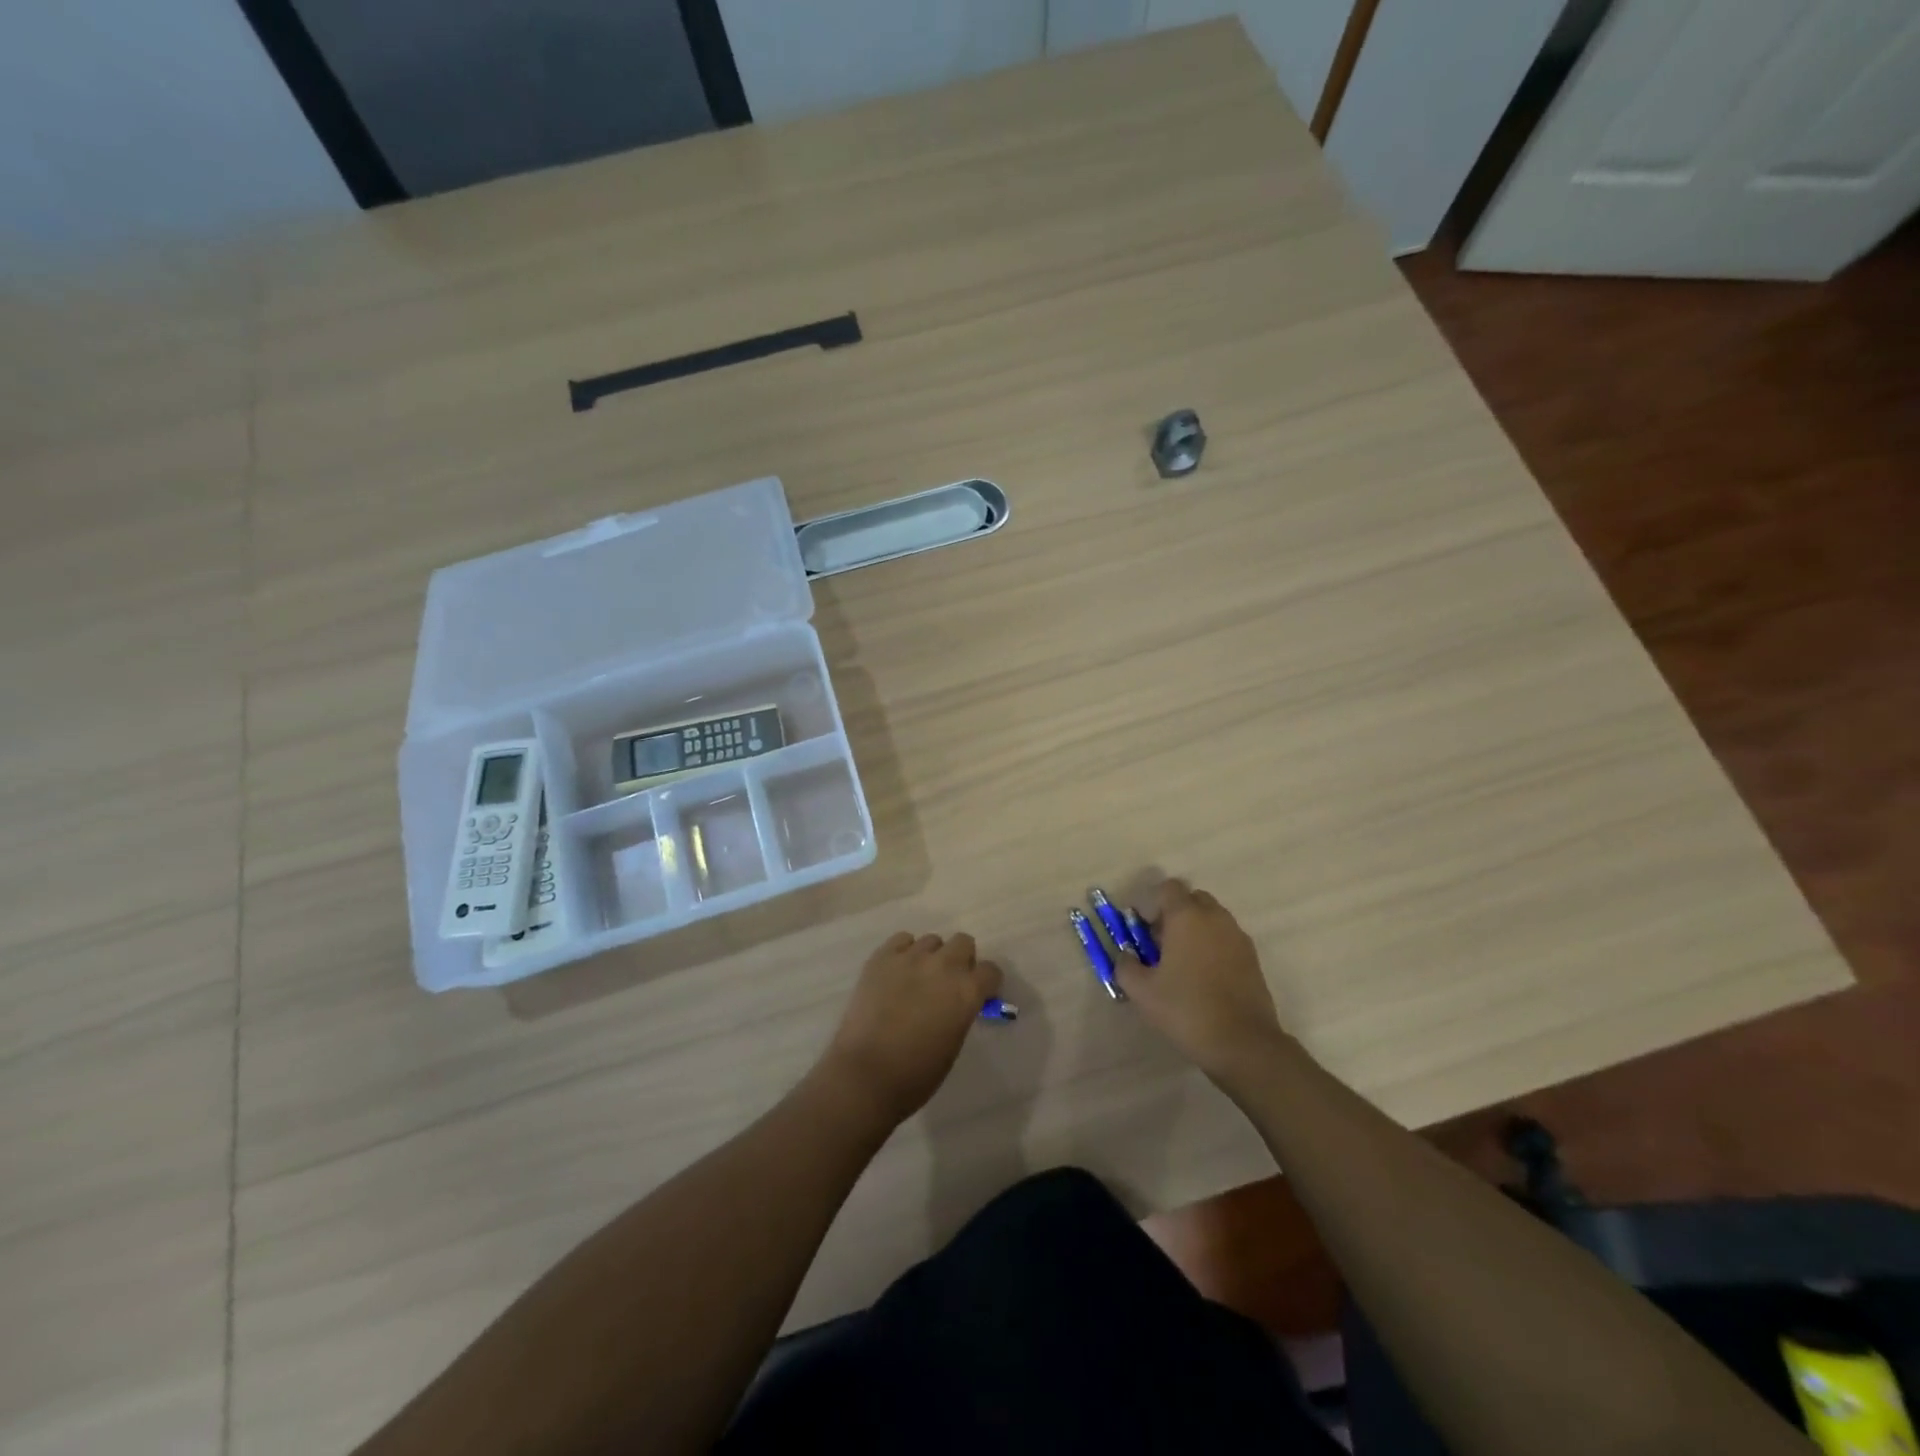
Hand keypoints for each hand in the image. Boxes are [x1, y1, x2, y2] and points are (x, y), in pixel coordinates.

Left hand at [822, 932, 1003, 1124]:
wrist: (865, 1074)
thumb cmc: (916, 1074)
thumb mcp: (953, 1044)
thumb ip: (960, 1013)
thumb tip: (956, 1003)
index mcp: (967, 991)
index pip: (991, 971)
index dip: (986, 983)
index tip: (979, 994)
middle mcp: (944, 965)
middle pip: (963, 942)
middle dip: (961, 959)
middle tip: (948, 982)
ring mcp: (911, 957)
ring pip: (932, 940)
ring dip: (931, 956)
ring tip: (917, 978)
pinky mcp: (882, 957)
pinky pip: (901, 940)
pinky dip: (904, 951)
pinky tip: (896, 972)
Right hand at [1116, 879, 1287, 1086]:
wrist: (1243, 1042)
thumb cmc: (1186, 1009)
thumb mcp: (1142, 991)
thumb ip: (1125, 966)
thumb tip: (1125, 955)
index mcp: (1187, 916)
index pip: (1168, 888)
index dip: (1151, 904)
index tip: (1143, 930)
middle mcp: (1215, 918)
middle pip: (1192, 899)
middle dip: (1174, 914)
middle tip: (1160, 944)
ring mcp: (1238, 937)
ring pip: (1212, 919)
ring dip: (1195, 930)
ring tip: (1181, 964)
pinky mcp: (1252, 958)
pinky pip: (1226, 939)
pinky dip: (1212, 947)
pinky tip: (1204, 978)